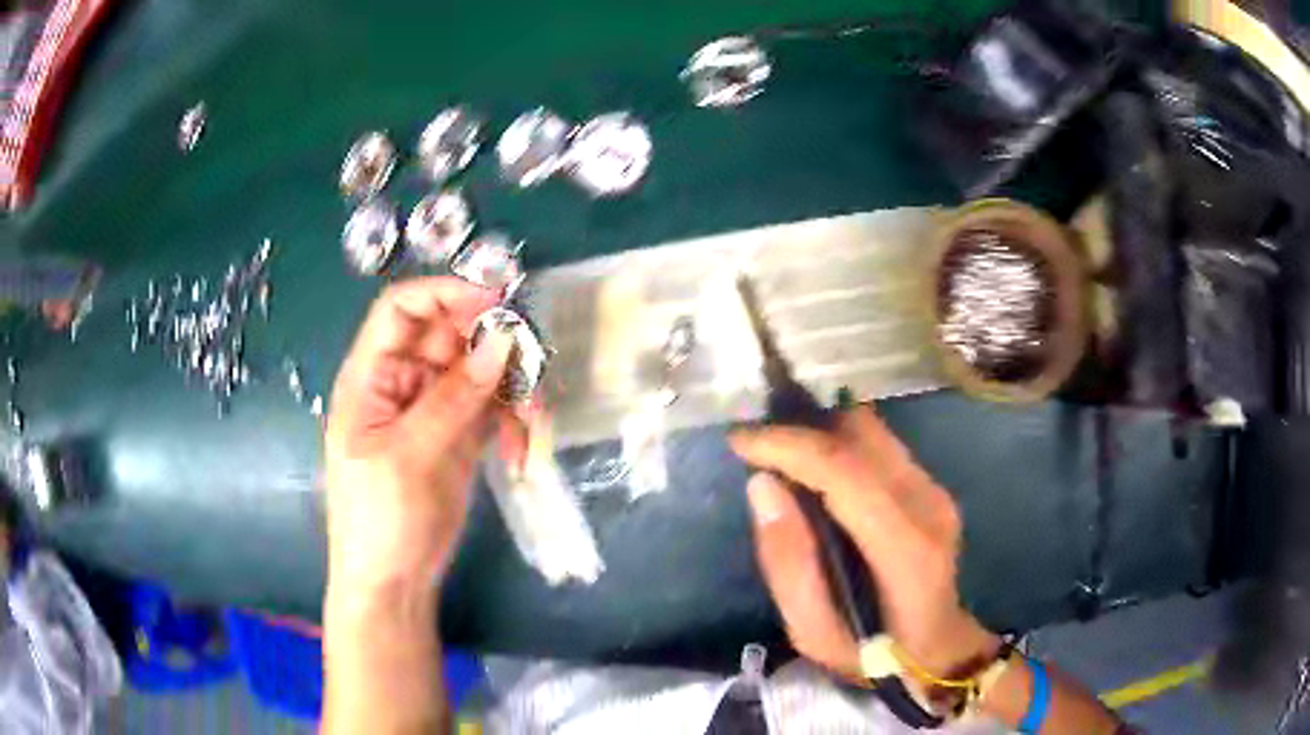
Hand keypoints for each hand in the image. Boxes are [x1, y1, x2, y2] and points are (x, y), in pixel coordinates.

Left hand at [324, 277, 510, 598]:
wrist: (393, 583)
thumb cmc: (381, 519)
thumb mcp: (410, 456)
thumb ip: (454, 398)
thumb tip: (501, 341)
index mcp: (372, 376)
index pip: (402, 310)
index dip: (446, 294)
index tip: (497, 303)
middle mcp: (403, 382)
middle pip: (451, 335)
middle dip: (493, 345)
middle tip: (531, 365)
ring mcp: (434, 409)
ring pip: (480, 371)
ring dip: (512, 388)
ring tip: (532, 422)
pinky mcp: (459, 435)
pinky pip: (493, 408)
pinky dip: (513, 421)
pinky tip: (519, 452)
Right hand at [729, 406, 997, 679]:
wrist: (937, 649)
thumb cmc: (873, 654)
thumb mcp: (813, 634)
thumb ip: (788, 564)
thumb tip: (762, 486)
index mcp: (905, 548)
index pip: (845, 469)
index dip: (788, 444)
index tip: (739, 440)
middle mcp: (927, 503)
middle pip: (860, 434)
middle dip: (801, 431)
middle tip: (757, 451)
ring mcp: (935, 489)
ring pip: (871, 430)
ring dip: (820, 433)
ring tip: (783, 459)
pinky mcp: (932, 484)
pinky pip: (879, 445)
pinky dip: (840, 445)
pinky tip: (817, 474)